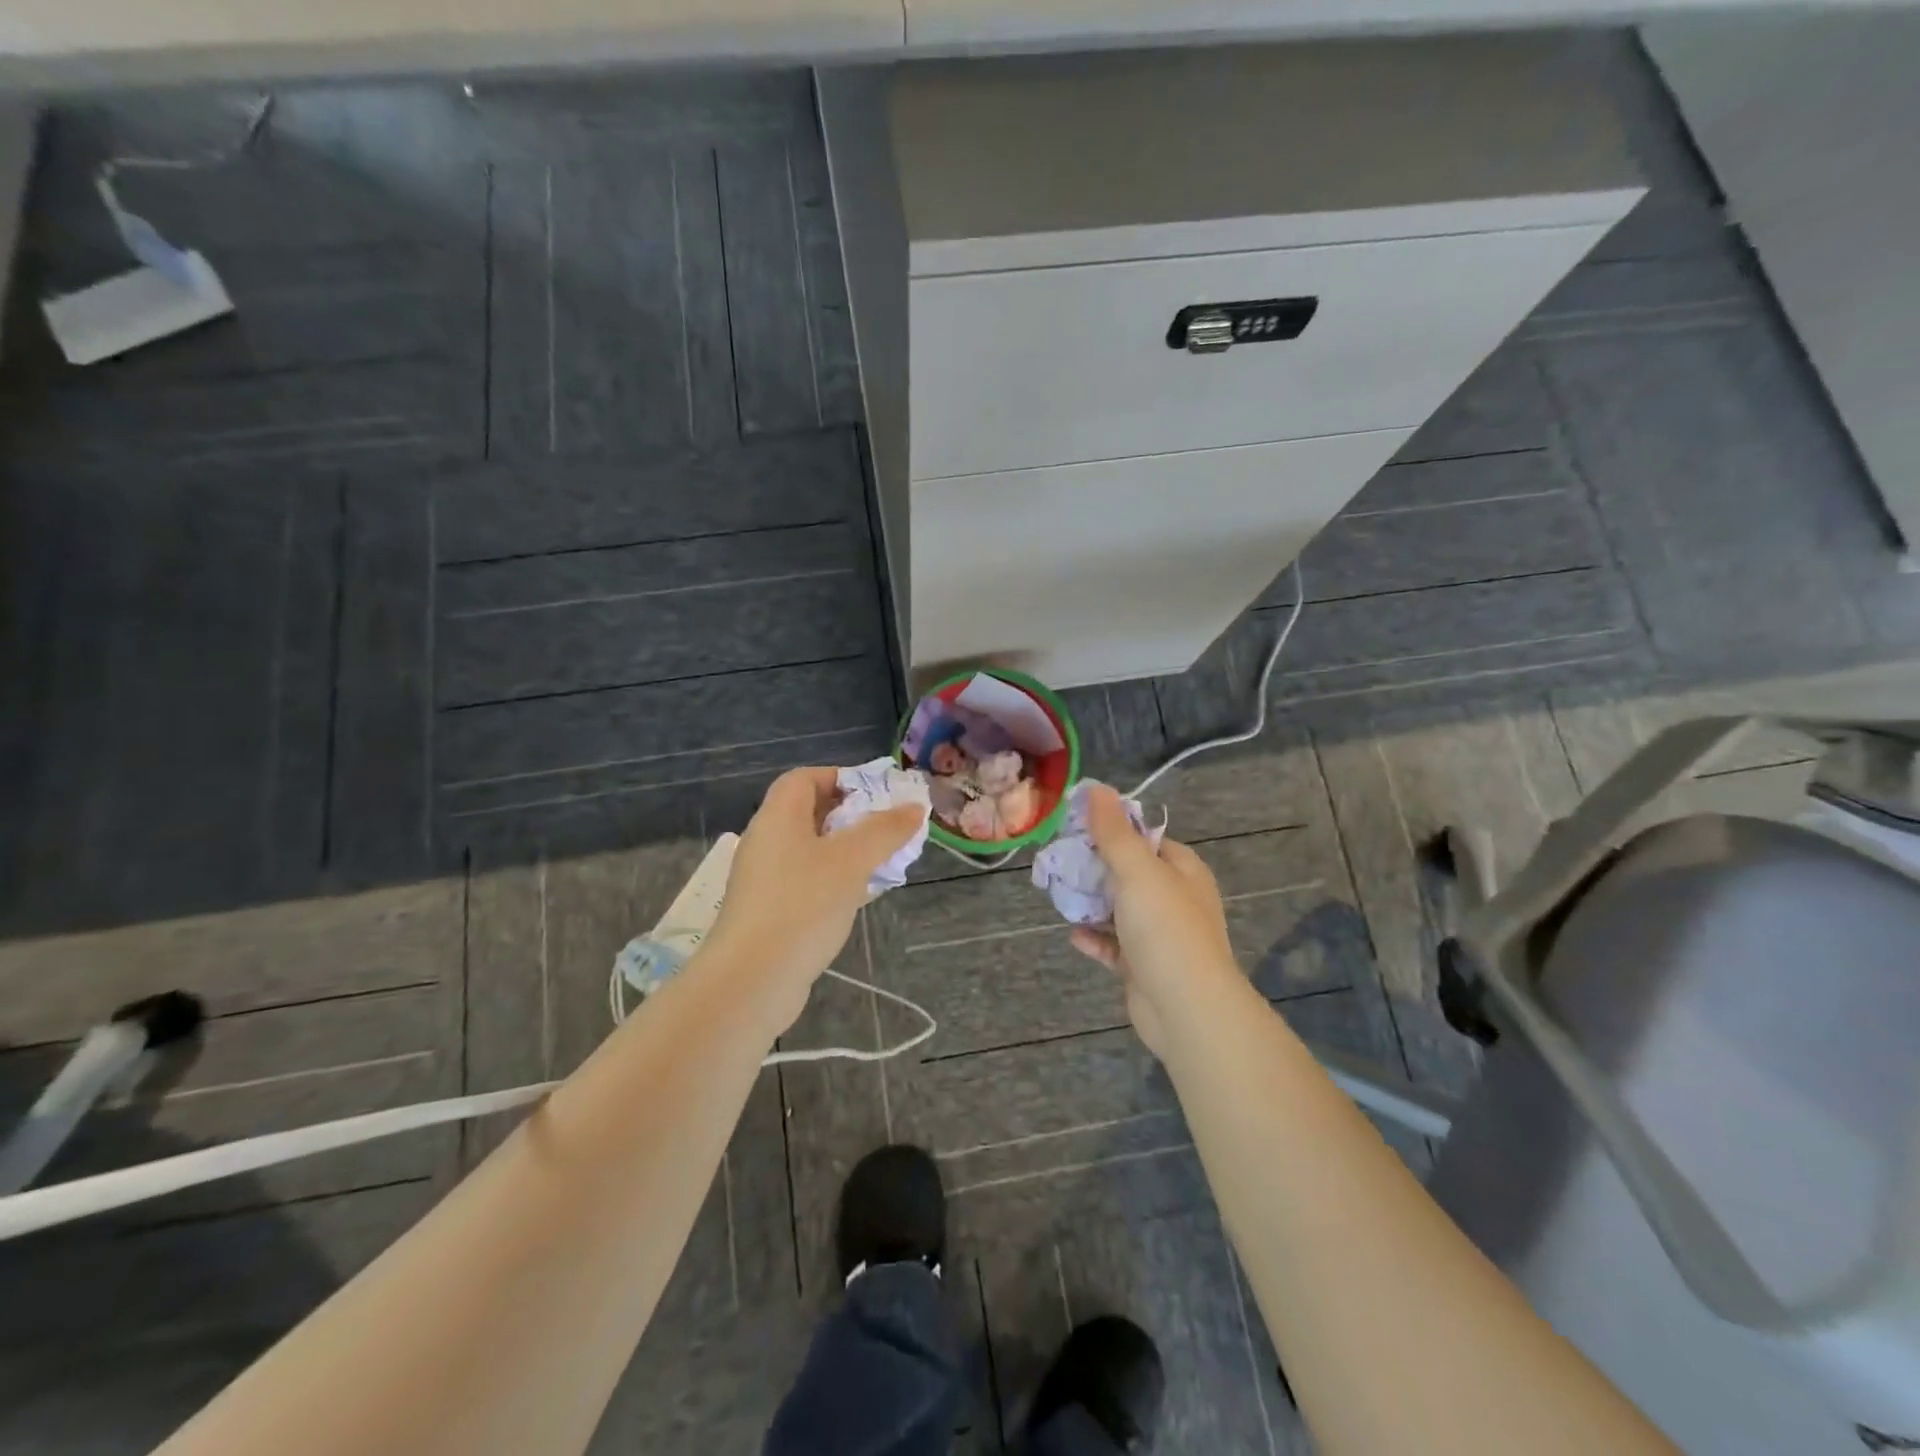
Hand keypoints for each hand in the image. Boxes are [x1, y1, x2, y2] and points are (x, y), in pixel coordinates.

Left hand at [705, 768, 926, 1025]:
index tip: (877, 795)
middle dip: (853, 817)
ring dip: (848, 851)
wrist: (751, 981)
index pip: (804, 778)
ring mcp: (765, 880)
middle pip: (810, 813)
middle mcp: (767, 842)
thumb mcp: (851, 861)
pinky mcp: (770, 912)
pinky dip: (835, 880)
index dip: (841, 778)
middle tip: (889, 829)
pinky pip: (808, 882)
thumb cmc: (802, 906)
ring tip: (884, 862)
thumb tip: (914, 807)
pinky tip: (861, 897)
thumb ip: (885, 830)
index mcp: (778, 818)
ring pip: (813, 851)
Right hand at [1069, 785, 1244, 1055]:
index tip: (1077, 828)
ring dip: (1092, 903)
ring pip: (1120, 910)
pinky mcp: (1145, 967)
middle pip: (1130, 873)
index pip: (1146, 838)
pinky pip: (1115, 946)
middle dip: (1096, 868)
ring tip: (1060, 894)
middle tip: (1060, 861)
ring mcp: (1161, 935)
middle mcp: (1175, 899)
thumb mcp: (1137, 870)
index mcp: (1182, 870)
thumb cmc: (1164, 929)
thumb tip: (1097, 788)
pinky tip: (1074, 935)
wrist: (1185, 1008)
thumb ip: (1114, 831)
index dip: (1114, 831)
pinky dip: (1095, 938)